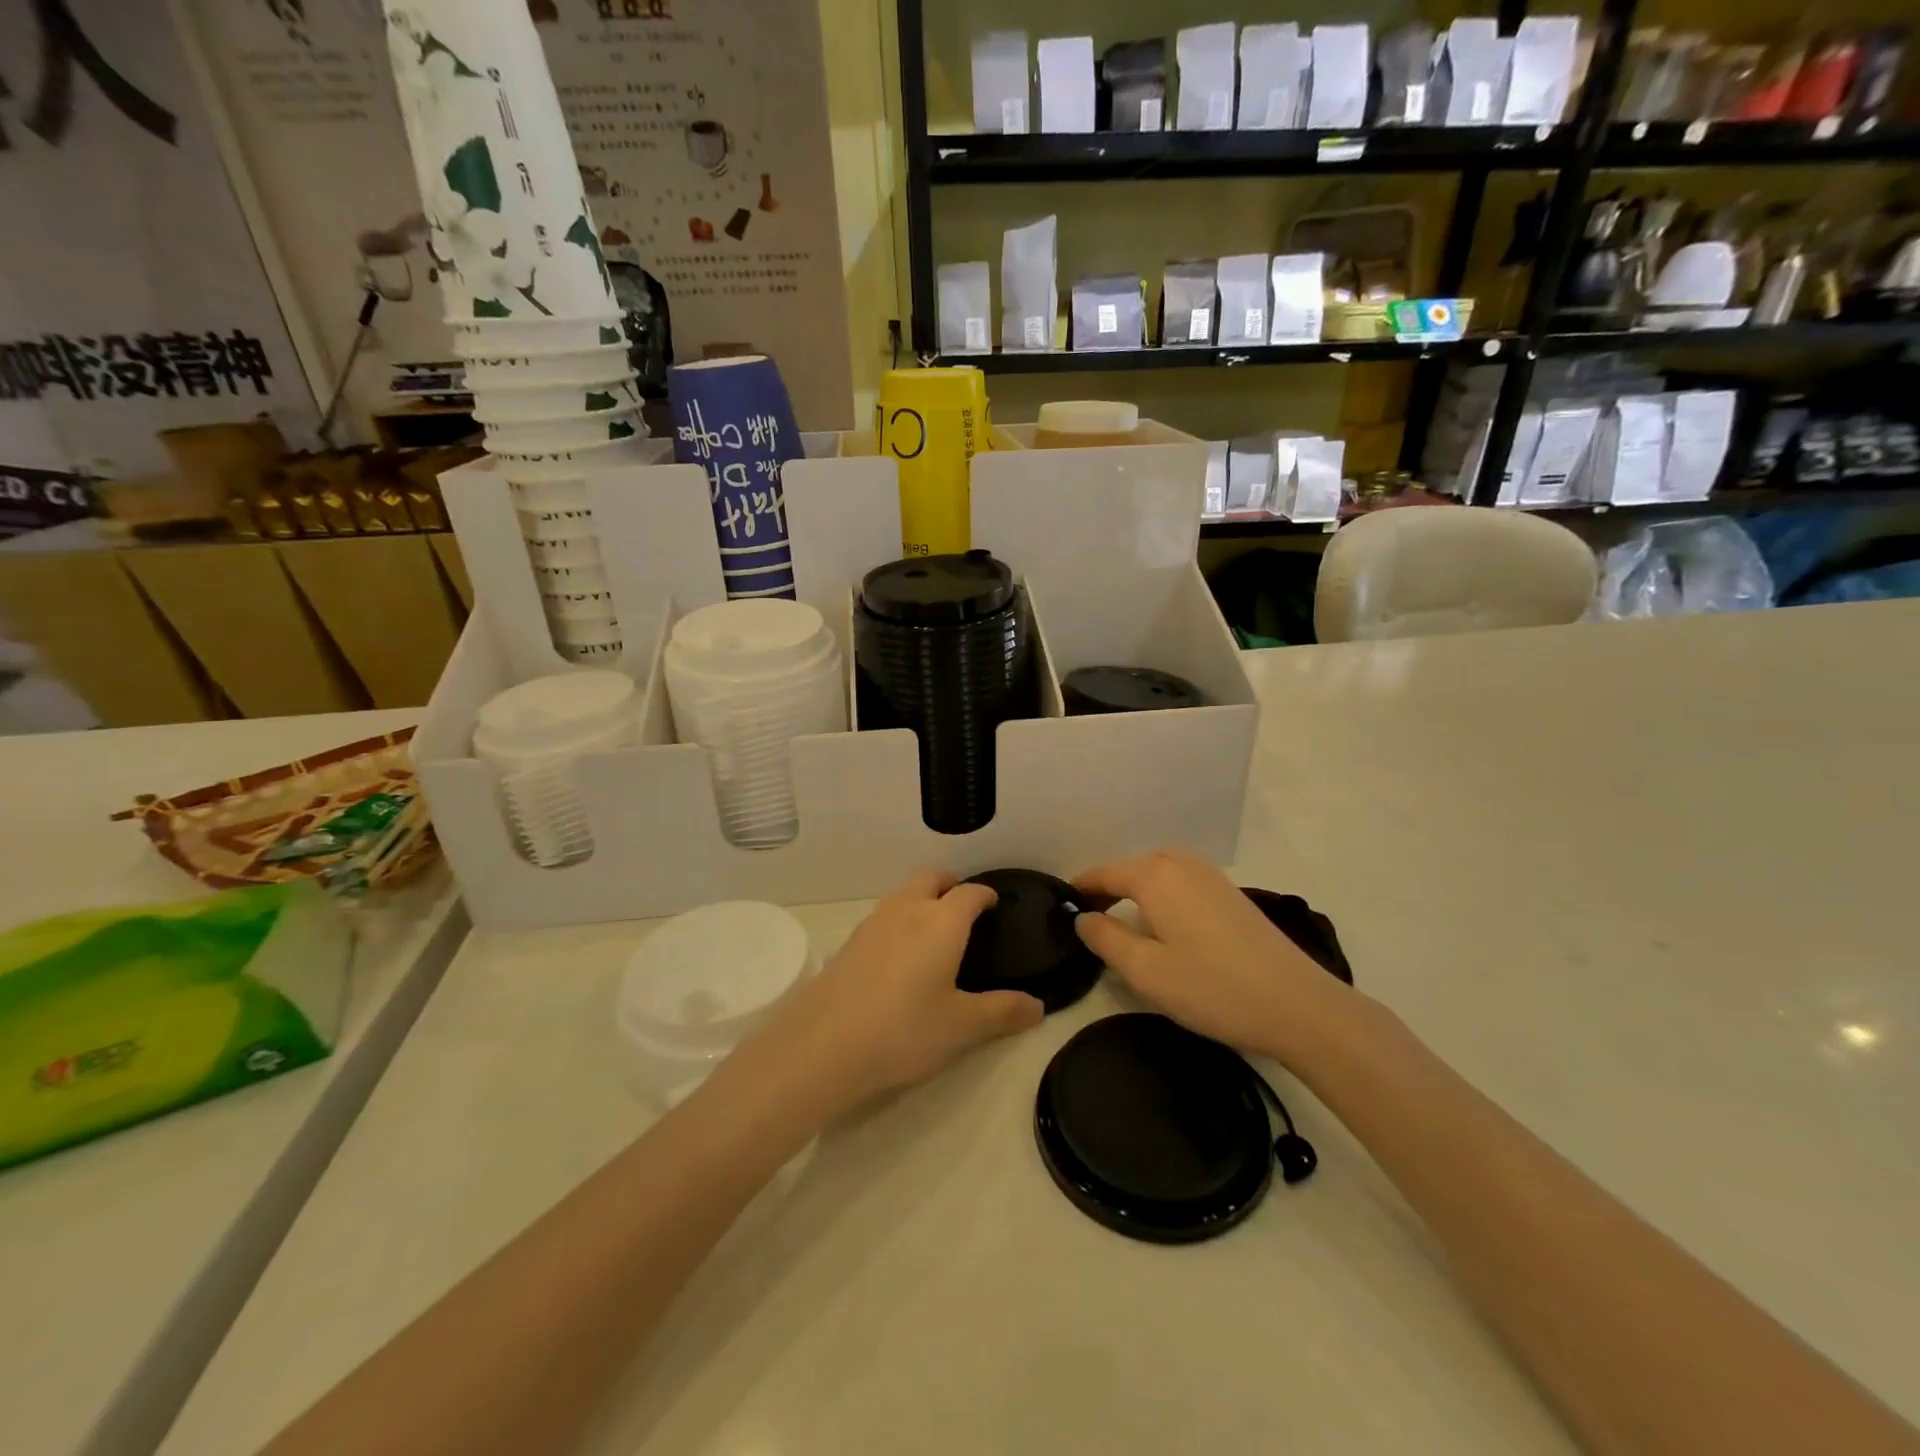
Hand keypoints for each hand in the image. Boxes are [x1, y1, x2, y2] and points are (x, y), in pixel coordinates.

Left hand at [737, 870, 1044, 1118]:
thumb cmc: (904, 1030)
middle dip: (950, 884)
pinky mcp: (849, 943)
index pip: (969, 893)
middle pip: (930, 877)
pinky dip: (899, 920)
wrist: (823, 1046)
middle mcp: (907, 911)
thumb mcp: (962, 1027)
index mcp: (941, 922)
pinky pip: (882, 916)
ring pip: (902, 893)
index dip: (985, 895)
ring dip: (921, 899)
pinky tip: (899, 956)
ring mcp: (872, 924)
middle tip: (964, 908)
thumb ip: (1002, 1012)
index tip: (994, 904)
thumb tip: (1038, 1006)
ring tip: (934, 931)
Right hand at [1073, 848, 1352, 1064]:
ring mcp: (1212, 877)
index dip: (1083, 886)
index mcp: (1156, 876)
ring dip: (1138, 888)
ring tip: (1125, 918)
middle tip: (1091, 916)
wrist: (1297, 1004)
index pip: (1106, 873)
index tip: (1063, 901)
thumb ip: (1106, 939)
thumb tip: (1083, 918)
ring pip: (1161, 871)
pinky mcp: (1233, 895)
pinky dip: (1164, 892)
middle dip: (1110, 885)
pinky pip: (1184, 881)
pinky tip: (1167, 923)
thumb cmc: (1212, 987)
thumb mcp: (1146, 971)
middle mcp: (1183, 865)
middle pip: (1134, 866)